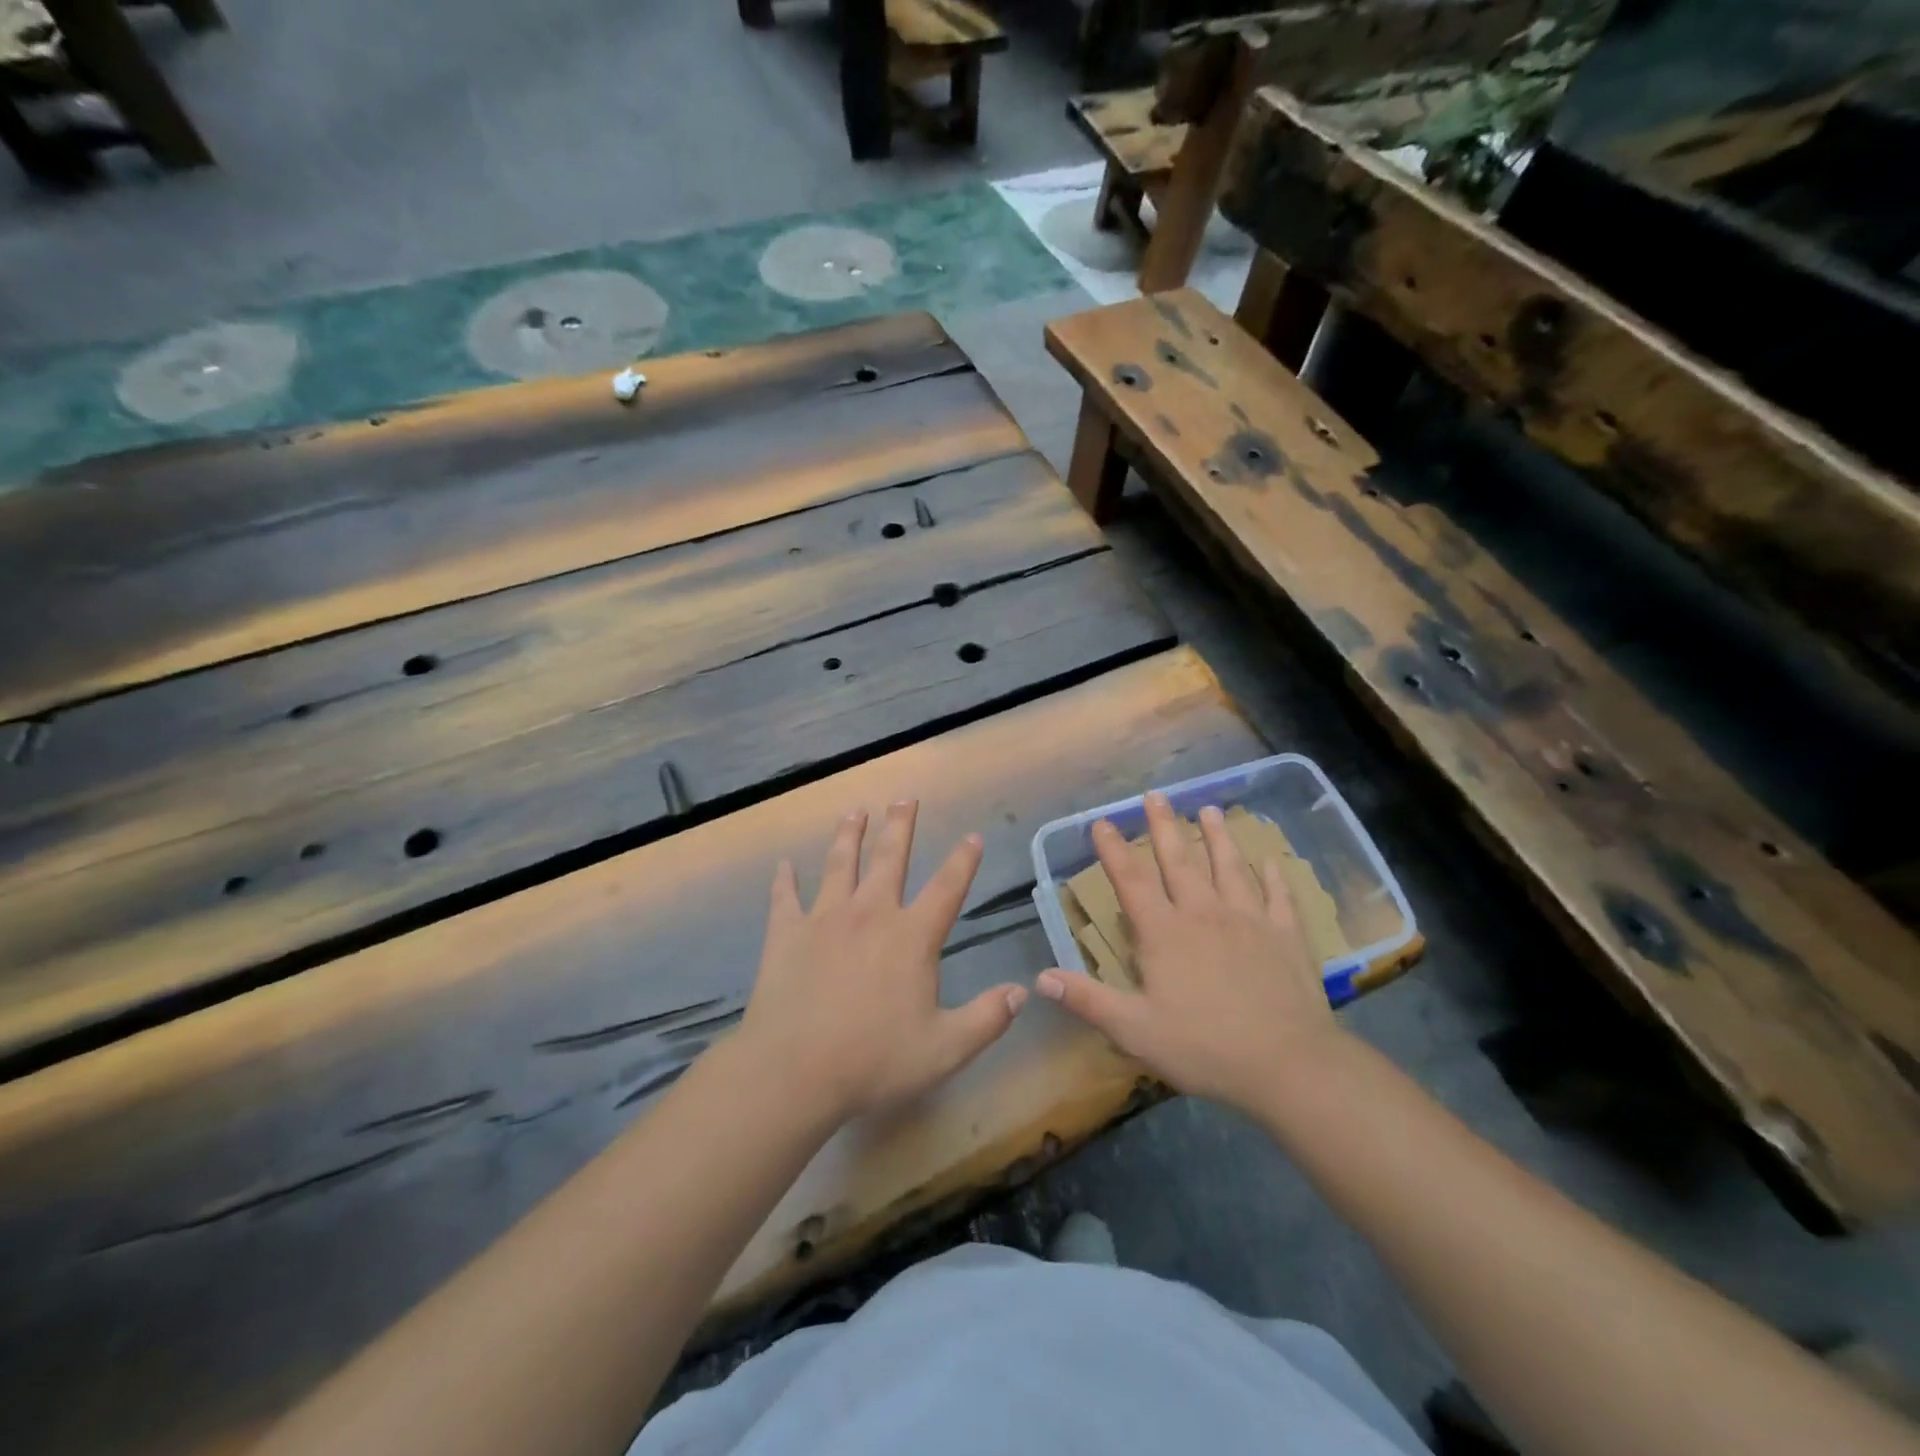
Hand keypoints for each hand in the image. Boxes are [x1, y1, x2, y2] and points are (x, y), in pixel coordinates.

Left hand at [738, 802, 1027, 1126]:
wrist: (793, 1071)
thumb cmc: (874, 1061)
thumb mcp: (945, 1049)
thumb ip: (986, 1019)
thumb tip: (1021, 993)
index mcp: (911, 936)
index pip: (946, 887)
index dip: (963, 860)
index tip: (972, 836)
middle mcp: (870, 913)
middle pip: (890, 858)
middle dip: (900, 826)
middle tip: (905, 798)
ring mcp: (824, 919)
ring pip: (840, 864)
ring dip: (849, 835)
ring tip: (854, 811)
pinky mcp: (785, 934)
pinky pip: (784, 898)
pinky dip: (784, 881)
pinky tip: (783, 865)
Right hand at [1036, 792, 1347, 1113]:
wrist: (1289, 1065)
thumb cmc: (1204, 1048)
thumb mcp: (1135, 1030)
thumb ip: (1088, 1000)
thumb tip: (1041, 978)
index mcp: (1165, 933)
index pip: (1131, 881)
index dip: (1114, 849)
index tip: (1102, 821)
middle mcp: (1204, 914)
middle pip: (1179, 861)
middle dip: (1163, 826)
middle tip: (1155, 794)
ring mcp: (1249, 921)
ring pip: (1229, 868)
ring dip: (1217, 837)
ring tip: (1209, 810)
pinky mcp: (1285, 937)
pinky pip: (1278, 897)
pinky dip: (1273, 876)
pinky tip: (1270, 860)